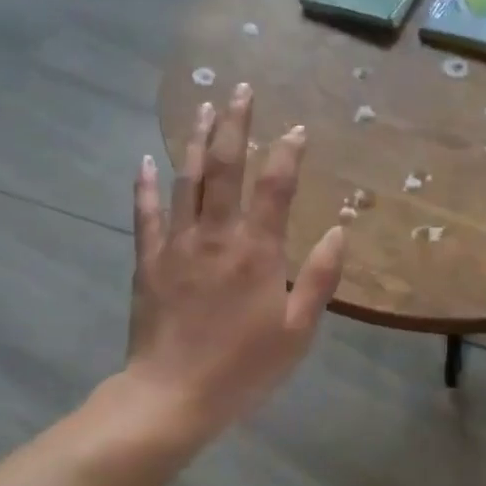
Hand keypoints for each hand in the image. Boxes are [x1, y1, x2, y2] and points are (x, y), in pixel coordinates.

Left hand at [126, 85, 345, 438]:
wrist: (172, 396)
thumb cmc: (244, 368)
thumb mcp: (298, 331)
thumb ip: (319, 278)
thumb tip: (340, 229)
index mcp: (257, 251)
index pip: (275, 186)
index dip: (288, 153)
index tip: (297, 128)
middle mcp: (216, 235)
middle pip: (226, 168)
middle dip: (236, 125)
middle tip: (241, 89)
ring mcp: (177, 245)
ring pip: (186, 180)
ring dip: (197, 140)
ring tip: (204, 106)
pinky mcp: (148, 261)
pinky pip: (146, 214)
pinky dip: (145, 186)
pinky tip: (145, 161)